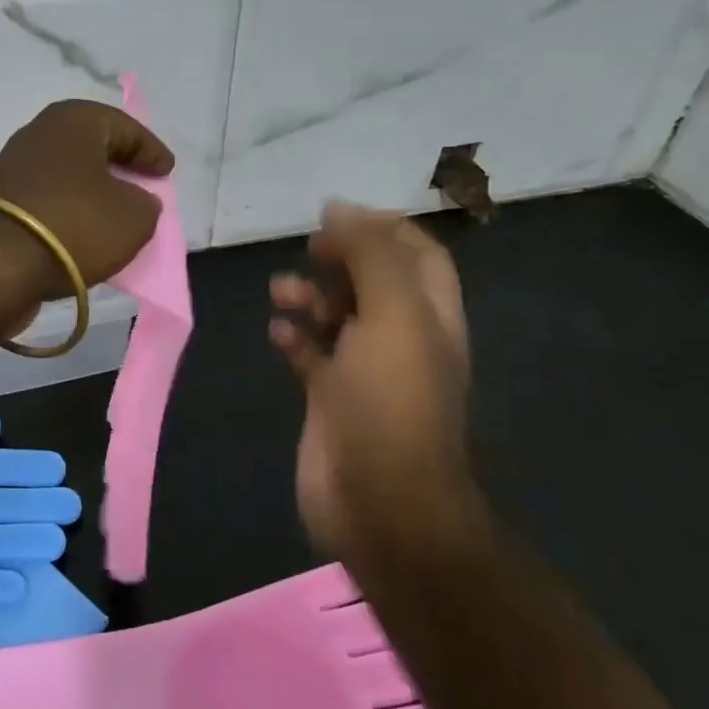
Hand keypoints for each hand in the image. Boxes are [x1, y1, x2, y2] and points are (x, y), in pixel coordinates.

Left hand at [0, 99, 173, 301]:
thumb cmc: (73, 226)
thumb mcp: (134, 217)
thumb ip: (146, 204)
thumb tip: (135, 201)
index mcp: (73, 121)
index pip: (124, 126)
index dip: (151, 150)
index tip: (167, 172)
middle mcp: (38, 134)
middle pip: (91, 145)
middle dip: (119, 165)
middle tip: (143, 186)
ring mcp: (12, 167)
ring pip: (66, 173)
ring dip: (92, 190)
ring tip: (115, 214)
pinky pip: (47, 198)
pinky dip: (68, 210)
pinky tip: (82, 232)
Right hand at [268, 202, 474, 560]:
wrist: (379, 501)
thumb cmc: (391, 401)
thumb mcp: (393, 315)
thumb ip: (370, 256)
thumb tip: (340, 208)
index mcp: (430, 316)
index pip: (417, 255)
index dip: (383, 228)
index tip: (337, 215)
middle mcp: (401, 339)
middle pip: (373, 281)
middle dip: (341, 259)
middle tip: (309, 249)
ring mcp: (364, 372)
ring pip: (336, 317)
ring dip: (309, 297)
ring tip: (280, 292)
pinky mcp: (330, 399)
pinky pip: (310, 356)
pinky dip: (294, 339)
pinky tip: (278, 335)